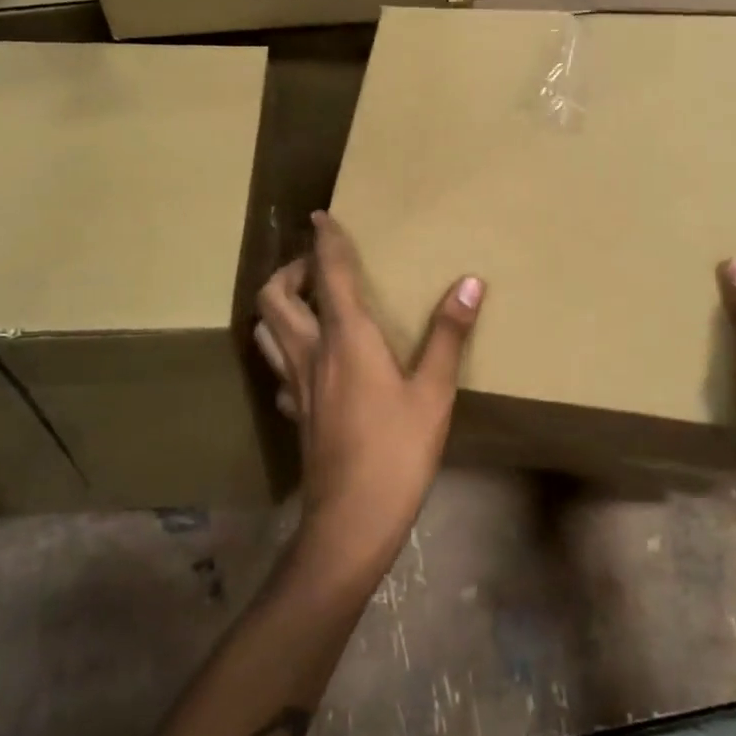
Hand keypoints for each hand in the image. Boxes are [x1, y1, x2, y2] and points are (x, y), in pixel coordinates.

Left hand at [255, 212, 483, 567]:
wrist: (352, 519)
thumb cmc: (398, 450)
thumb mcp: (434, 392)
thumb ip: (448, 334)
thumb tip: (469, 282)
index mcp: (346, 338)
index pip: (328, 274)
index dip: (325, 240)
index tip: (321, 215)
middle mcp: (311, 352)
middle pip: (274, 296)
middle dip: (290, 270)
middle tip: (319, 268)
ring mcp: (294, 385)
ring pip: (265, 330)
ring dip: (279, 306)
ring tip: (307, 303)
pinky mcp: (293, 413)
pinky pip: (278, 368)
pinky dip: (285, 349)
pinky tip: (309, 360)